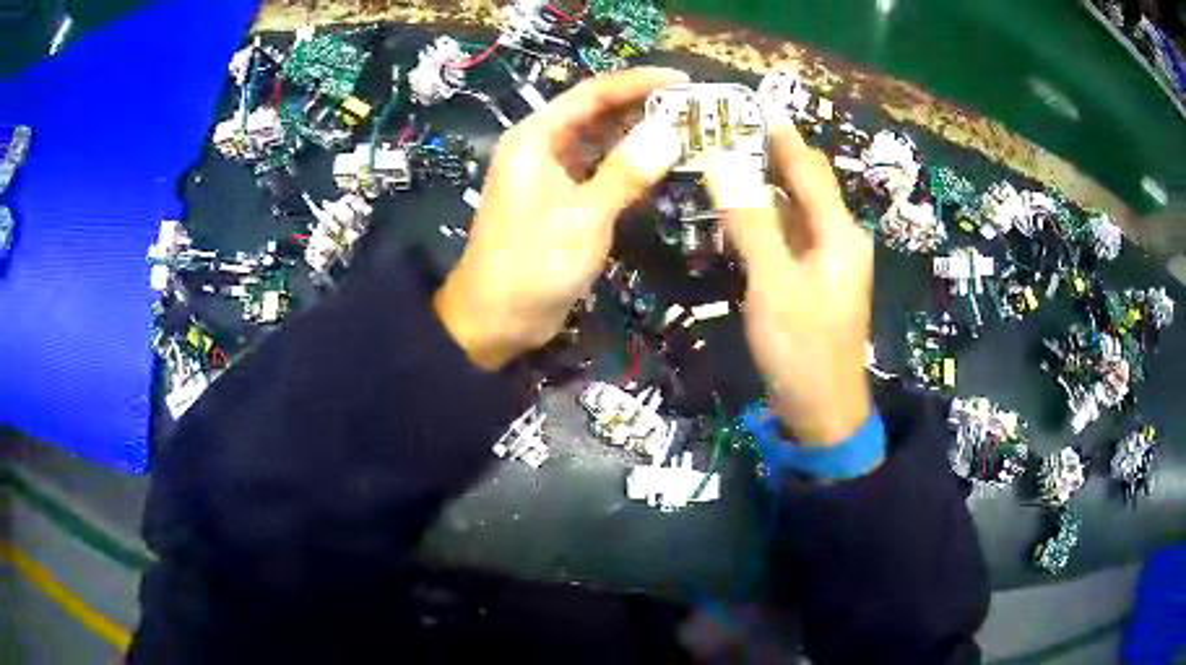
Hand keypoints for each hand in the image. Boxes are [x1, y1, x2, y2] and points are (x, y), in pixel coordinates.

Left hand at [434, 67, 687, 369]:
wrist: (494, 320)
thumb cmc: (531, 266)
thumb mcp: (583, 218)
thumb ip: (625, 173)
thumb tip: (670, 132)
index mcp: (536, 138)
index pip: (592, 94)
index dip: (638, 83)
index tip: (683, 80)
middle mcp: (542, 147)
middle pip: (597, 113)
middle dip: (644, 108)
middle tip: (695, 109)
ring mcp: (552, 174)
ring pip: (601, 142)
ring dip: (639, 136)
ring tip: (688, 132)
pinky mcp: (562, 200)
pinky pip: (600, 170)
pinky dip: (629, 166)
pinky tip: (662, 166)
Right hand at [707, 108, 872, 444]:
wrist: (824, 412)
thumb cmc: (803, 350)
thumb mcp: (774, 285)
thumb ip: (750, 223)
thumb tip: (721, 163)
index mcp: (839, 232)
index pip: (807, 165)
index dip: (779, 131)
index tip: (748, 101)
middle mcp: (838, 237)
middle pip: (803, 182)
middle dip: (768, 151)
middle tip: (723, 126)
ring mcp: (826, 260)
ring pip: (793, 208)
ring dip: (762, 182)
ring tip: (723, 155)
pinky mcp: (812, 280)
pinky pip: (787, 234)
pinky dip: (763, 215)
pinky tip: (737, 208)